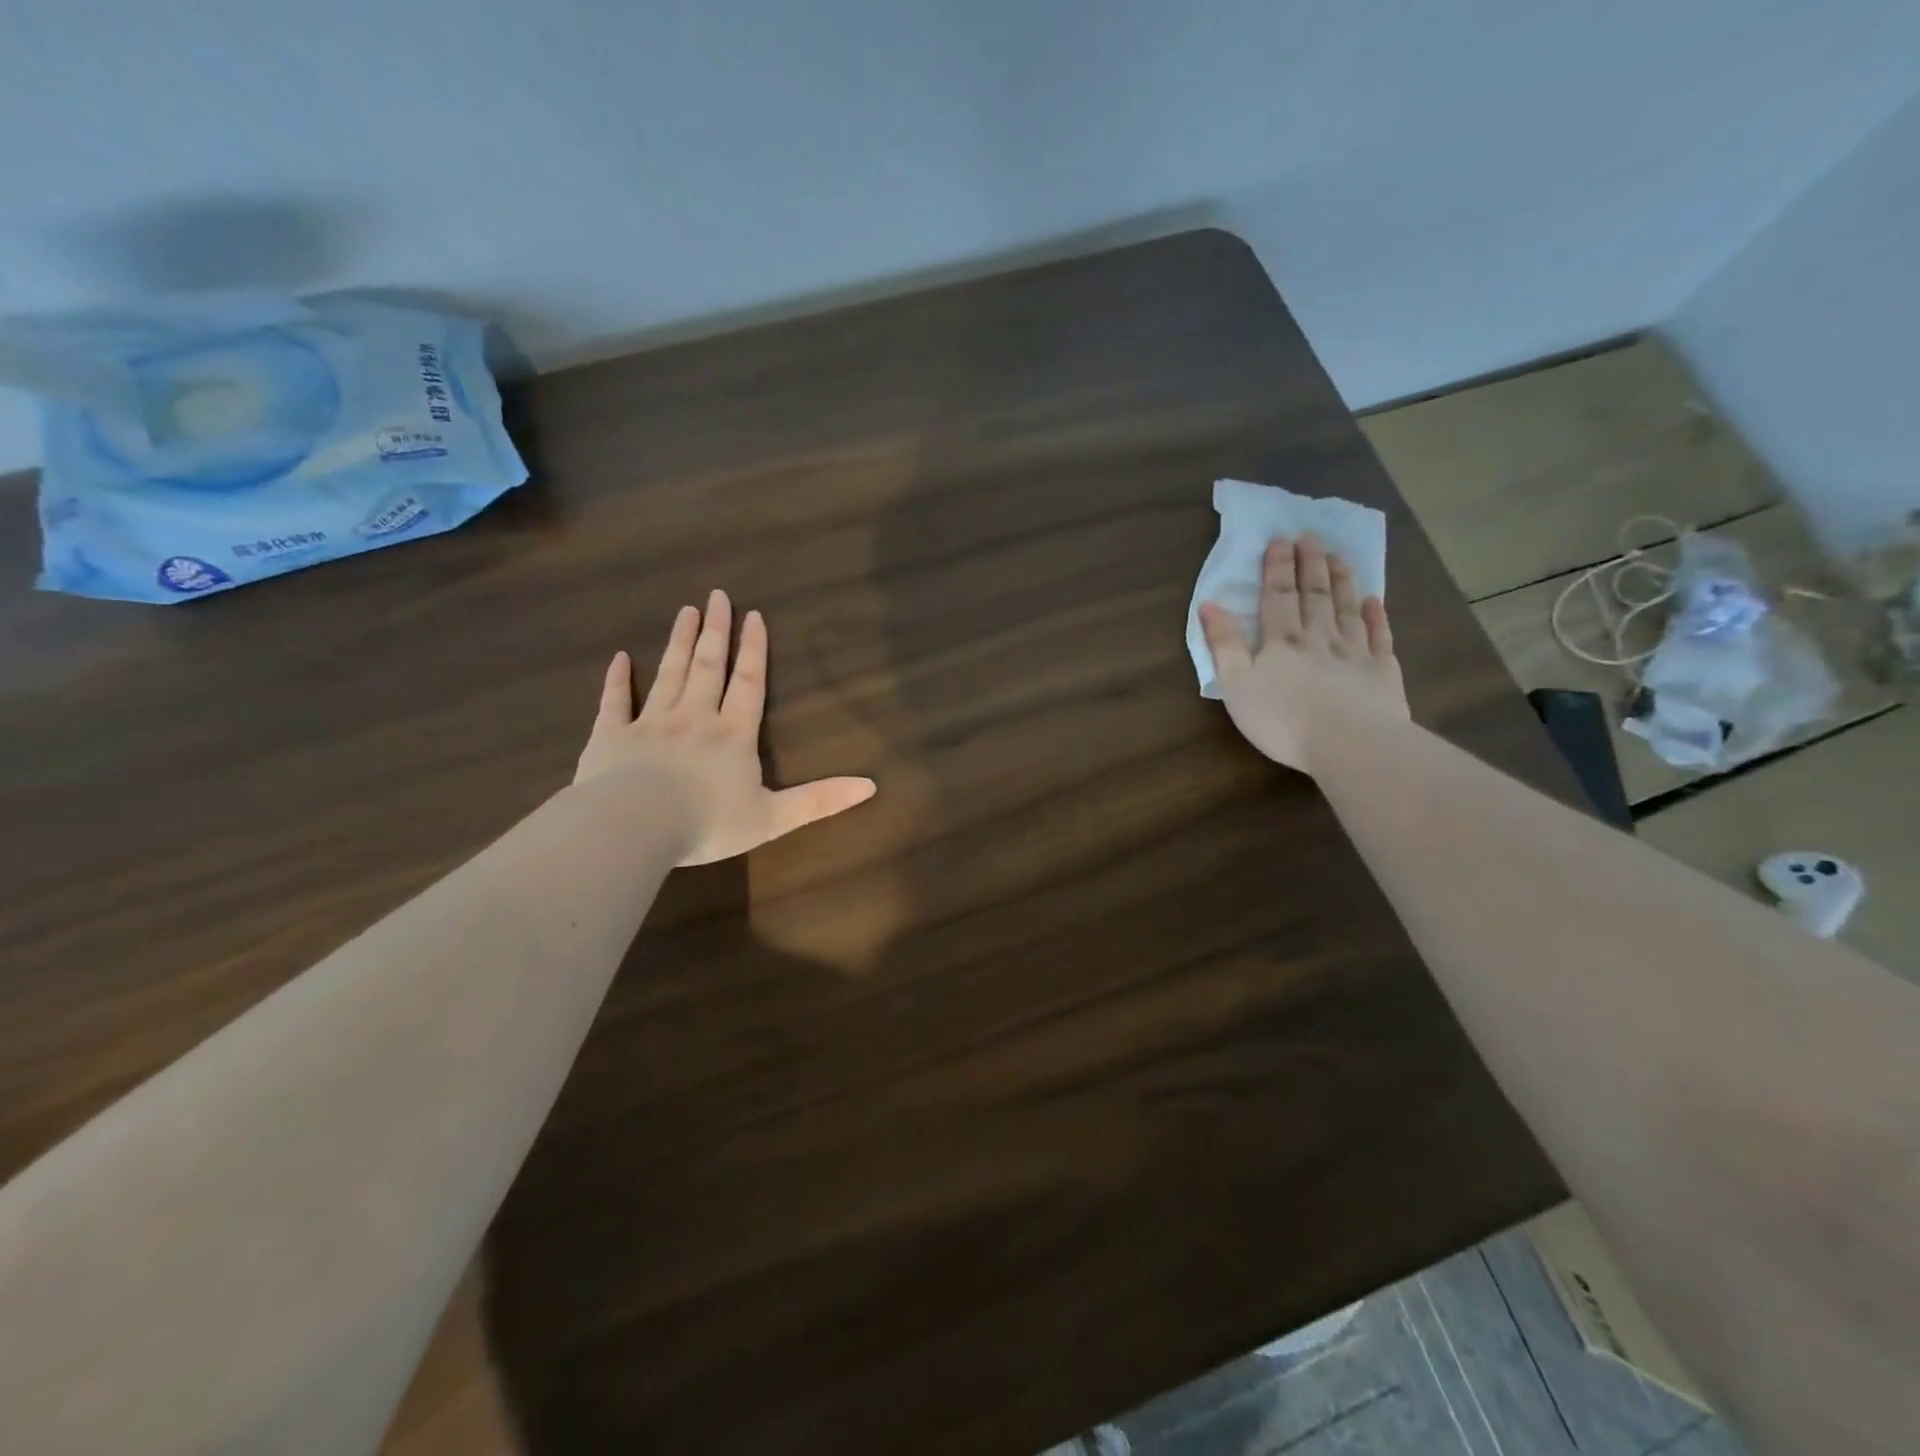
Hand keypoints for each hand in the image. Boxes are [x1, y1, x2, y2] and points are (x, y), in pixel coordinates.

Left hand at [575, 590, 876, 864]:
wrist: (635, 827)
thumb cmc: (708, 823)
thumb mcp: (774, 818)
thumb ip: (820, 800)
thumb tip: (871, 786)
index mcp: (733, 735)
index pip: (748, 684)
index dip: (754, 650)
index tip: (753, 616)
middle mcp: (695, 718)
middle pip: (708, 667)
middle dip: (715, 632)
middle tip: (716, 597)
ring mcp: (651, 723)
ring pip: (668, 674)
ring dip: (679, 642)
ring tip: (685, 612)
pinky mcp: (611, 736)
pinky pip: (615, 701)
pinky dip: (617, 679)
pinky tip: (619, 658)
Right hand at [1199, 534, 1407, 773]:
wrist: (1349, 744)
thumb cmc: (1282, 719)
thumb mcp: (1236, 685)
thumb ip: (1224, 644)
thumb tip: (1209, 604)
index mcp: (1282, 641)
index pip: (1277, 597)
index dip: (1277, 568)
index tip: (1279, 540)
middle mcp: (1319, 638)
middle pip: (1314, 595)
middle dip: (1310, 565)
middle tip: (1311, 537)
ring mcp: (1355, 653)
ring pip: (1347, 609)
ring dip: (1342, 581)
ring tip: (1339, 557)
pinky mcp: (1382, 673)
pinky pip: (1379, 636)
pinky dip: (1376, 616)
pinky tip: (1374, 601)